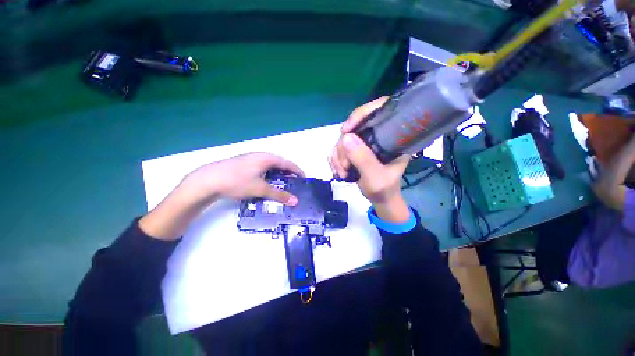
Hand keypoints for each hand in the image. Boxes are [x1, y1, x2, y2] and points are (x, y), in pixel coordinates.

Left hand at [182, 152, 304, 205]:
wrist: (208, 180)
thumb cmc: (238, 182)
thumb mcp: (260, 189)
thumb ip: (279, 195)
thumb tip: (295, 201)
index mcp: (267, 158)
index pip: (288, 163)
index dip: (297, 171)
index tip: (304, 178)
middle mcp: (260, 155)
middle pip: (279, 163)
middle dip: (288, 172)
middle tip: (294, 182)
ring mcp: (250, 158)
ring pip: (270, 165)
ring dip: (278, 173)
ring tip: (281, 182)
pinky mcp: (243, 163)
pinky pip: (262, 167)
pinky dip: (268, 174)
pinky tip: (265, 181)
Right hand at [329, 97, 410, 222]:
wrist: (380, 200)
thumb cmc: (384, 190)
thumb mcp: (376, 177)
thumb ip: (363, 159)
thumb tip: (345, 137)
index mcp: (392, 136)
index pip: (380, 109)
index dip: (361, 114)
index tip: (346, 130)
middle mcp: (377, 135)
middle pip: (354, 127)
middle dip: (344, 148)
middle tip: (345, 167)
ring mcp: (364, 143)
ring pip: (343, 139)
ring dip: (338, 157)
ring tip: (343, 173)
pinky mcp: (355, 150)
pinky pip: (338, 149)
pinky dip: (335, 160)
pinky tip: (340, 172)